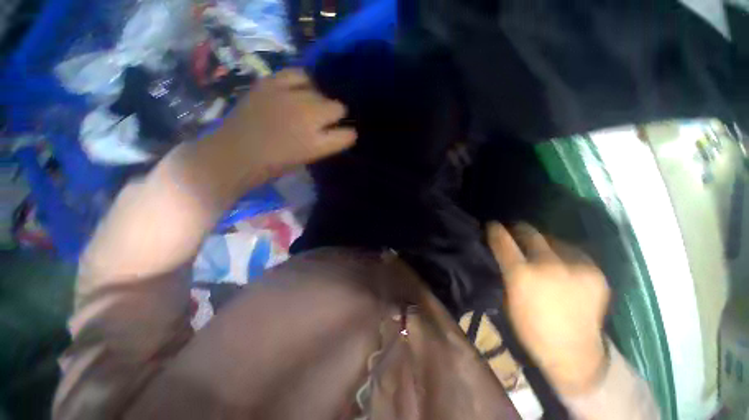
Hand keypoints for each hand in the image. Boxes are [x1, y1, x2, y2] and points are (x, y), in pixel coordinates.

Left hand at [191, 68, 355, 198]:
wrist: (235, 153)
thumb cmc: (273, 165)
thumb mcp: (306, 159)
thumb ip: (323, 143)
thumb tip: (333, 129)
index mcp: (317, 144)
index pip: (348, 135)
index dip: (348, 135)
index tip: (344, 135)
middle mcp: (308, 118)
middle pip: (339, 108)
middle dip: (335, 116)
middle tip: (323, 121)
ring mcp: (290, 98)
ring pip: (321, 91)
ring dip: (320, 100)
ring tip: (310, 105)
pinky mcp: (271, 83)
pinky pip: (298, 74)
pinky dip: (303, 82)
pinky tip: (299, 89)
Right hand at [487, 222, 609, 394]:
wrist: (574, 352)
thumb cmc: (530, 328)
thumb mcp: (506, 298)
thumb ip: (504, 270)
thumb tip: (499, 251)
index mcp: (521, 274)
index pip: (502, 239)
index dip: (494, 229)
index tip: (491, 225)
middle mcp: (548, 265)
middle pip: (529, 232)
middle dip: (517, 229)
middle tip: (513, 231)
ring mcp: (575, 267)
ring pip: (552, 239)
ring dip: (540, 242)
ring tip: (538, 250)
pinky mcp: (595, 272)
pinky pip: (572, 251)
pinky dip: (561, 253)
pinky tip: (559, 263)